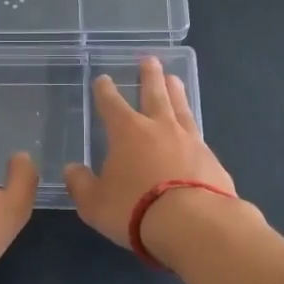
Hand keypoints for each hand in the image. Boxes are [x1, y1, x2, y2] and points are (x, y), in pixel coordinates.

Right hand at [63, 57, 236, 248]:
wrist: (194, 224)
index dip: (105, 91)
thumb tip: (72, 170)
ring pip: (181, 108)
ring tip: (175, 79)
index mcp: (127, 132)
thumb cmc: (134, 208)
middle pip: (154, 94)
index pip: (111, 104)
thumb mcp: (94, 203)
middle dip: (149, 77)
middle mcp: (159, 128)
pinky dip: (192, 127)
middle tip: (150, 60)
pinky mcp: (212, 160)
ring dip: (176, 92)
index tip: (103, 79)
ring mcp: (190, 141)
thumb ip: (81, 184)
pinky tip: (193, 130)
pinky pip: (198, 136)